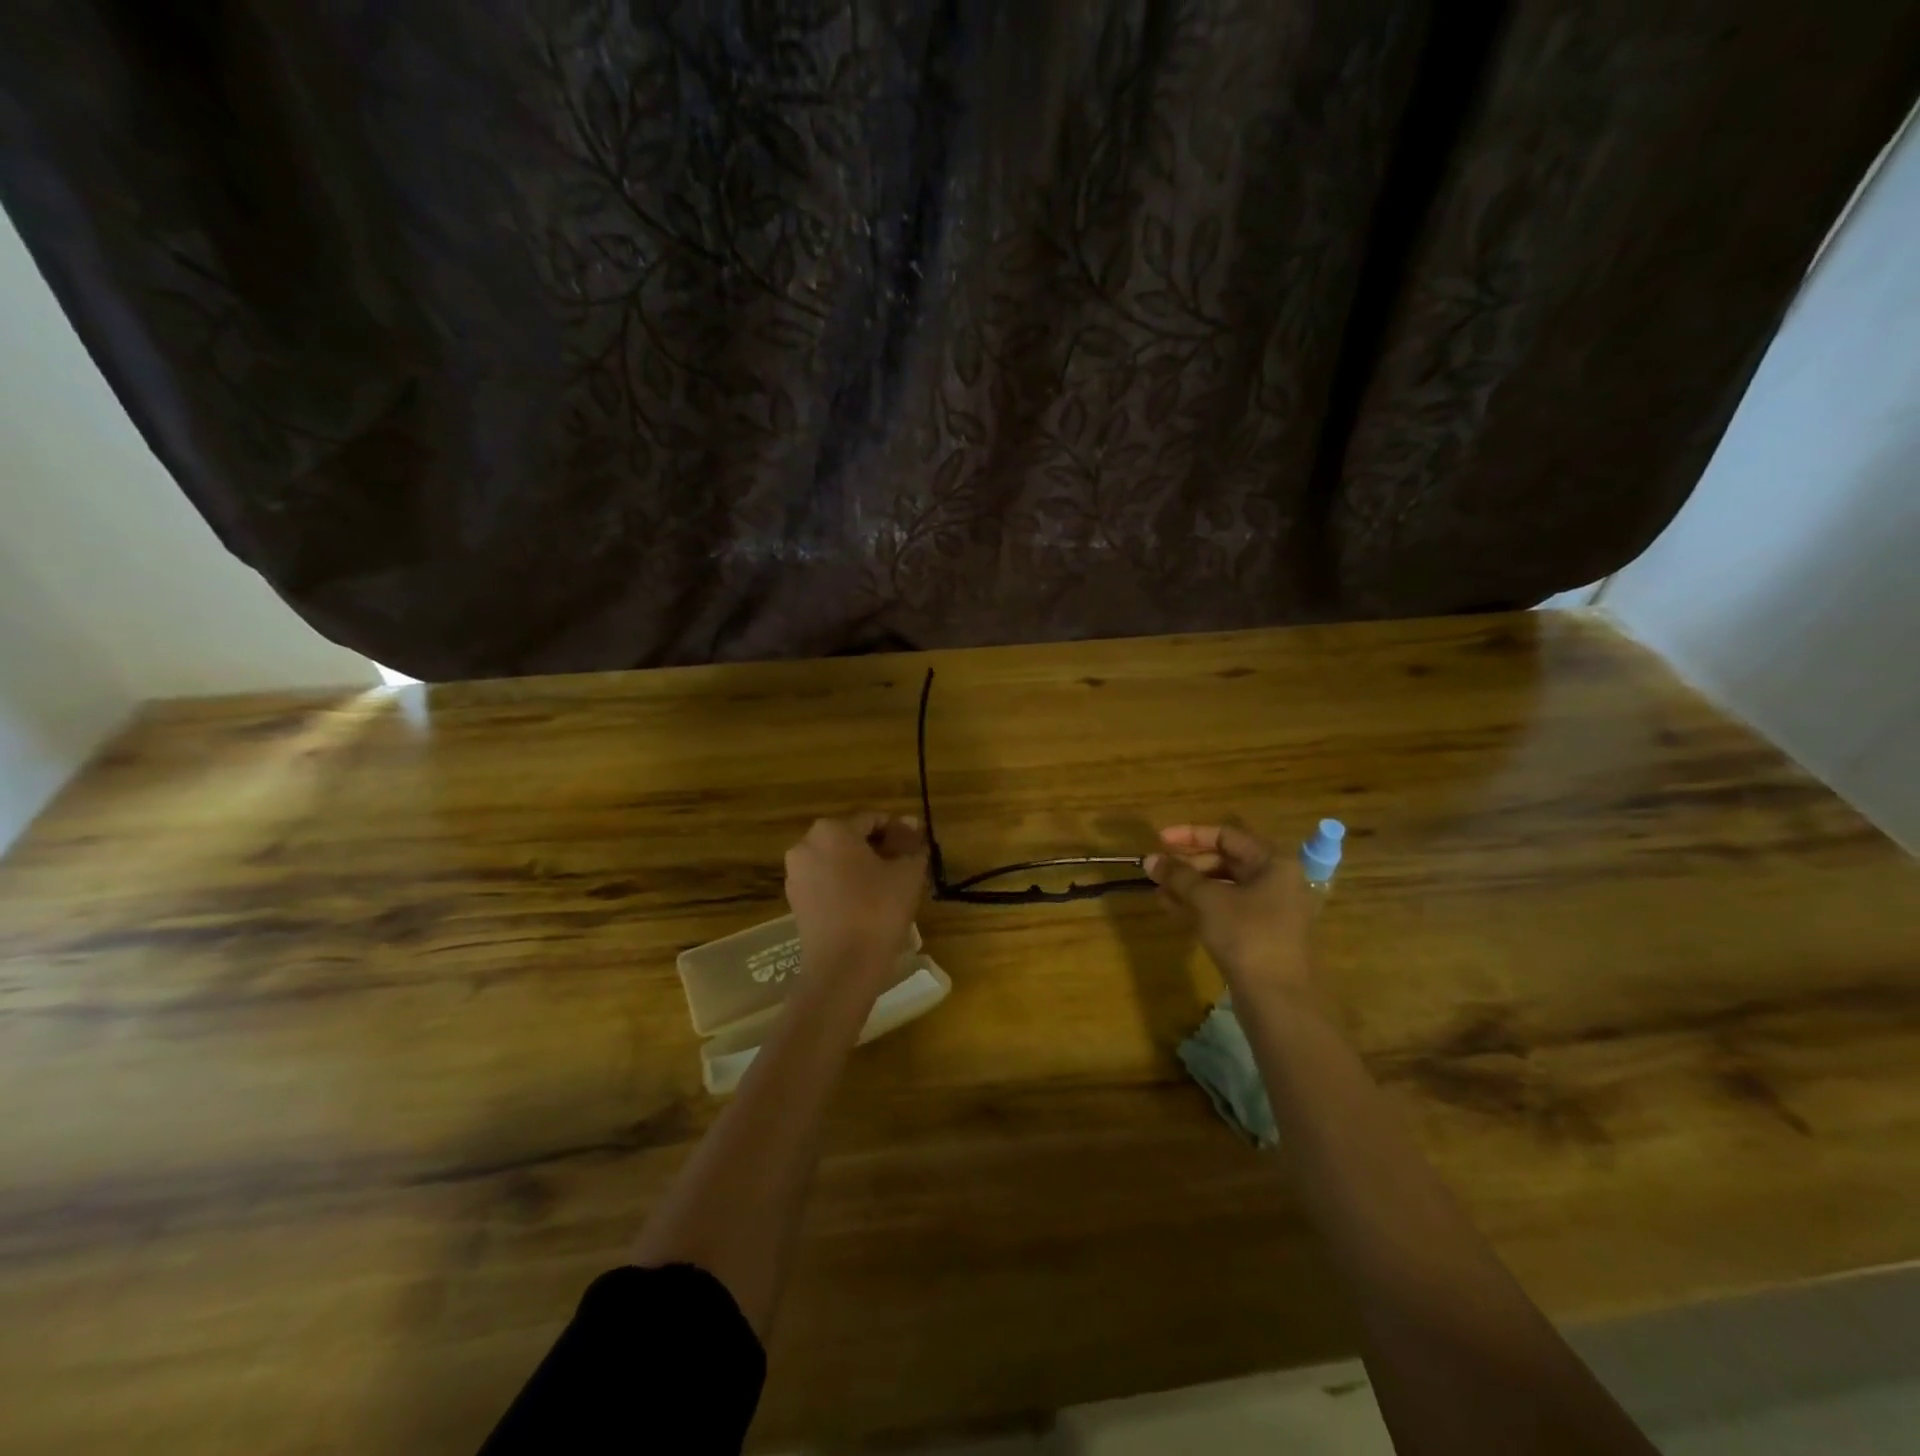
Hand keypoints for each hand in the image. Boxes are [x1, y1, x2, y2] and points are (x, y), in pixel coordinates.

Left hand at [784, 812, 928, 991]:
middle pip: (850, 838)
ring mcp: (796, 874)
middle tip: (905, 865)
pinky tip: (867, 903)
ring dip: (862, 867)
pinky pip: (825, 882)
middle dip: (878, 847)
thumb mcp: (907, 873)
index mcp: (831, 829)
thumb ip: (911, 845)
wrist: (843, 967)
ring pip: (837, 861)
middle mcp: (806, 844)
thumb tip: (911, 825)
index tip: (917, 846)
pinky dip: (845, 885)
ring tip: (889, 885)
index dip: (898, 831)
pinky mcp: (795, 901)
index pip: (872, 820)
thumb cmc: (878, 910)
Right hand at [1146, 822, 1314, 1003]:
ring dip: (1189, 886)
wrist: (1277, 999)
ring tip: (1158, 891)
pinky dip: (1200, 906)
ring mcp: (1269, 909)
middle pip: (1225, 860)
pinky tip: (1171, 909)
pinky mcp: (1259, 934)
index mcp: (1272, 863)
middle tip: (1157, 871)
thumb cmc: (1247, 936)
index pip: (1227, 835)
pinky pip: (1226, 909)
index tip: (1159, 840)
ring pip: (1223, 887)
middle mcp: (1275, 880)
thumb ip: (1178, 876)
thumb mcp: (1208, 900)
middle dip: (1187, 864)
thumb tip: (1149, 859)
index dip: (1190, 834)